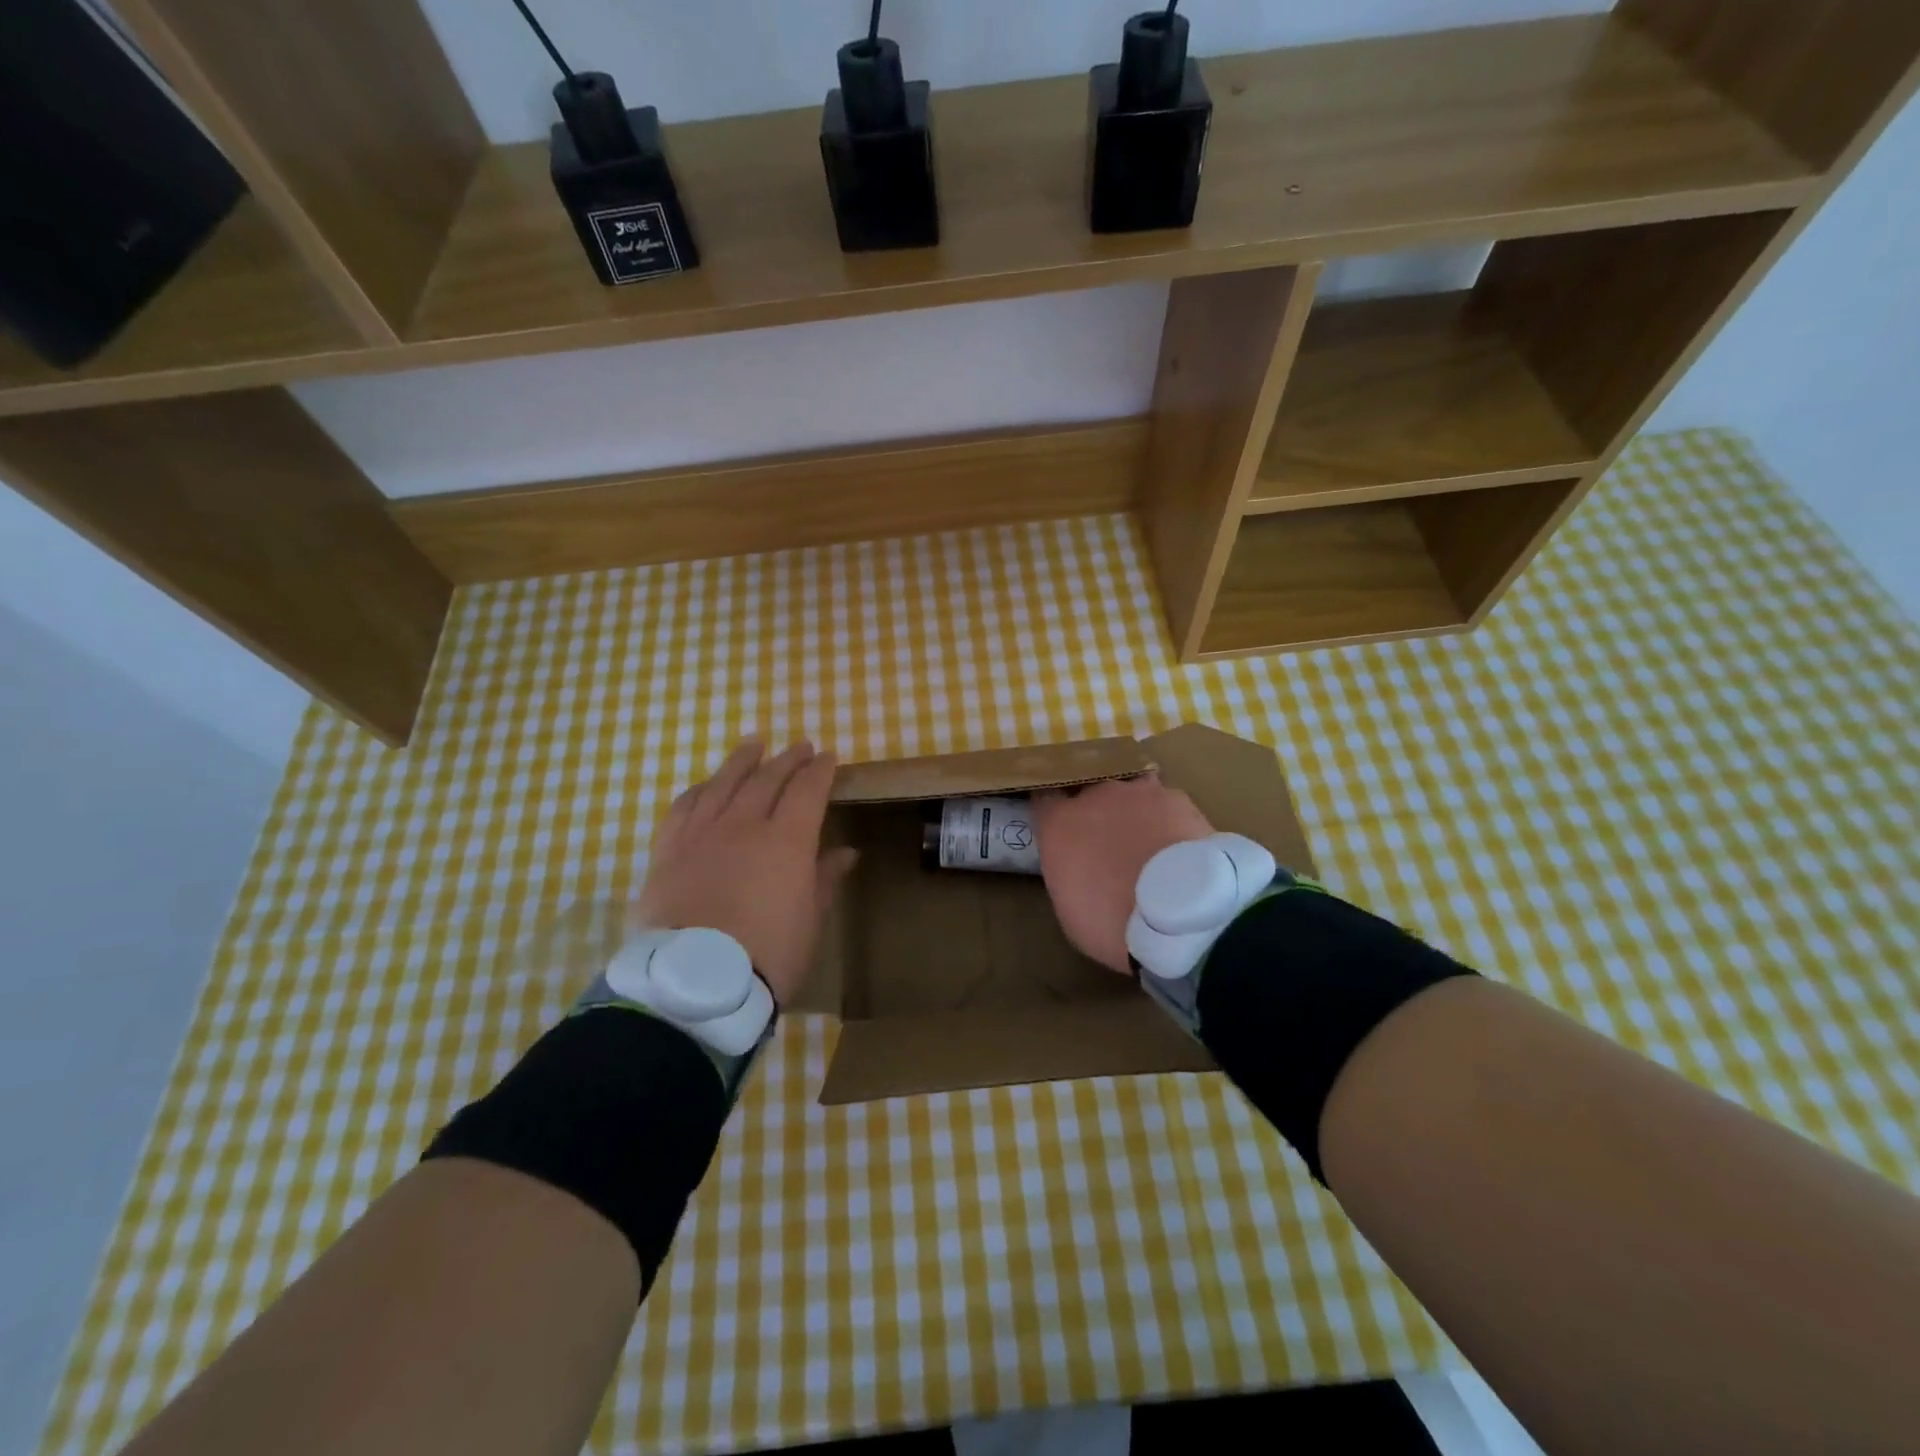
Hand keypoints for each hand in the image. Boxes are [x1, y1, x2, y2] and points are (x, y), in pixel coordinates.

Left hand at [637, 738, 856, 1006]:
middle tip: (800, 746)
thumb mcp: (809, 920)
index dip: (820, 770)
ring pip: (723, 783)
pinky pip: (683, 807)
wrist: (694, 985)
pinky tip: (706, 784)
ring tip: (753, 743)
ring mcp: (701, 834)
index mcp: (786, 840)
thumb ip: (824, 878)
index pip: (807, 790)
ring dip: (742, 760)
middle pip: (767, 778)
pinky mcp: (668, 851)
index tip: (829, 756)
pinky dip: (700, 789)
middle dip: (787, 759)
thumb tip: (846, 852)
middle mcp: (743, 825)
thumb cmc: (768, 956)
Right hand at [1032, 775, 1212, 973]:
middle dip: (1096, 811)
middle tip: (1109, 841)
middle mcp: (1094, 796)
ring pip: (1129, 791)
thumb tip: (1079, 865)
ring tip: (1147, 837)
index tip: (1058, 820)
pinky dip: (1168, 820)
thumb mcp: (1069, 907)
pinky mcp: (1177, 799)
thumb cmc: (1110, 922)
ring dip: (1133, 809)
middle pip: (1089, 791)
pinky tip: (1178, 843)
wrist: (1176, 915)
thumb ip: (1069, 872)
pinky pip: (1165, 803)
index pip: (1044, 797)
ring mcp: (1137, 792)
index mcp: (1059, 823)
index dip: (1052, 808)